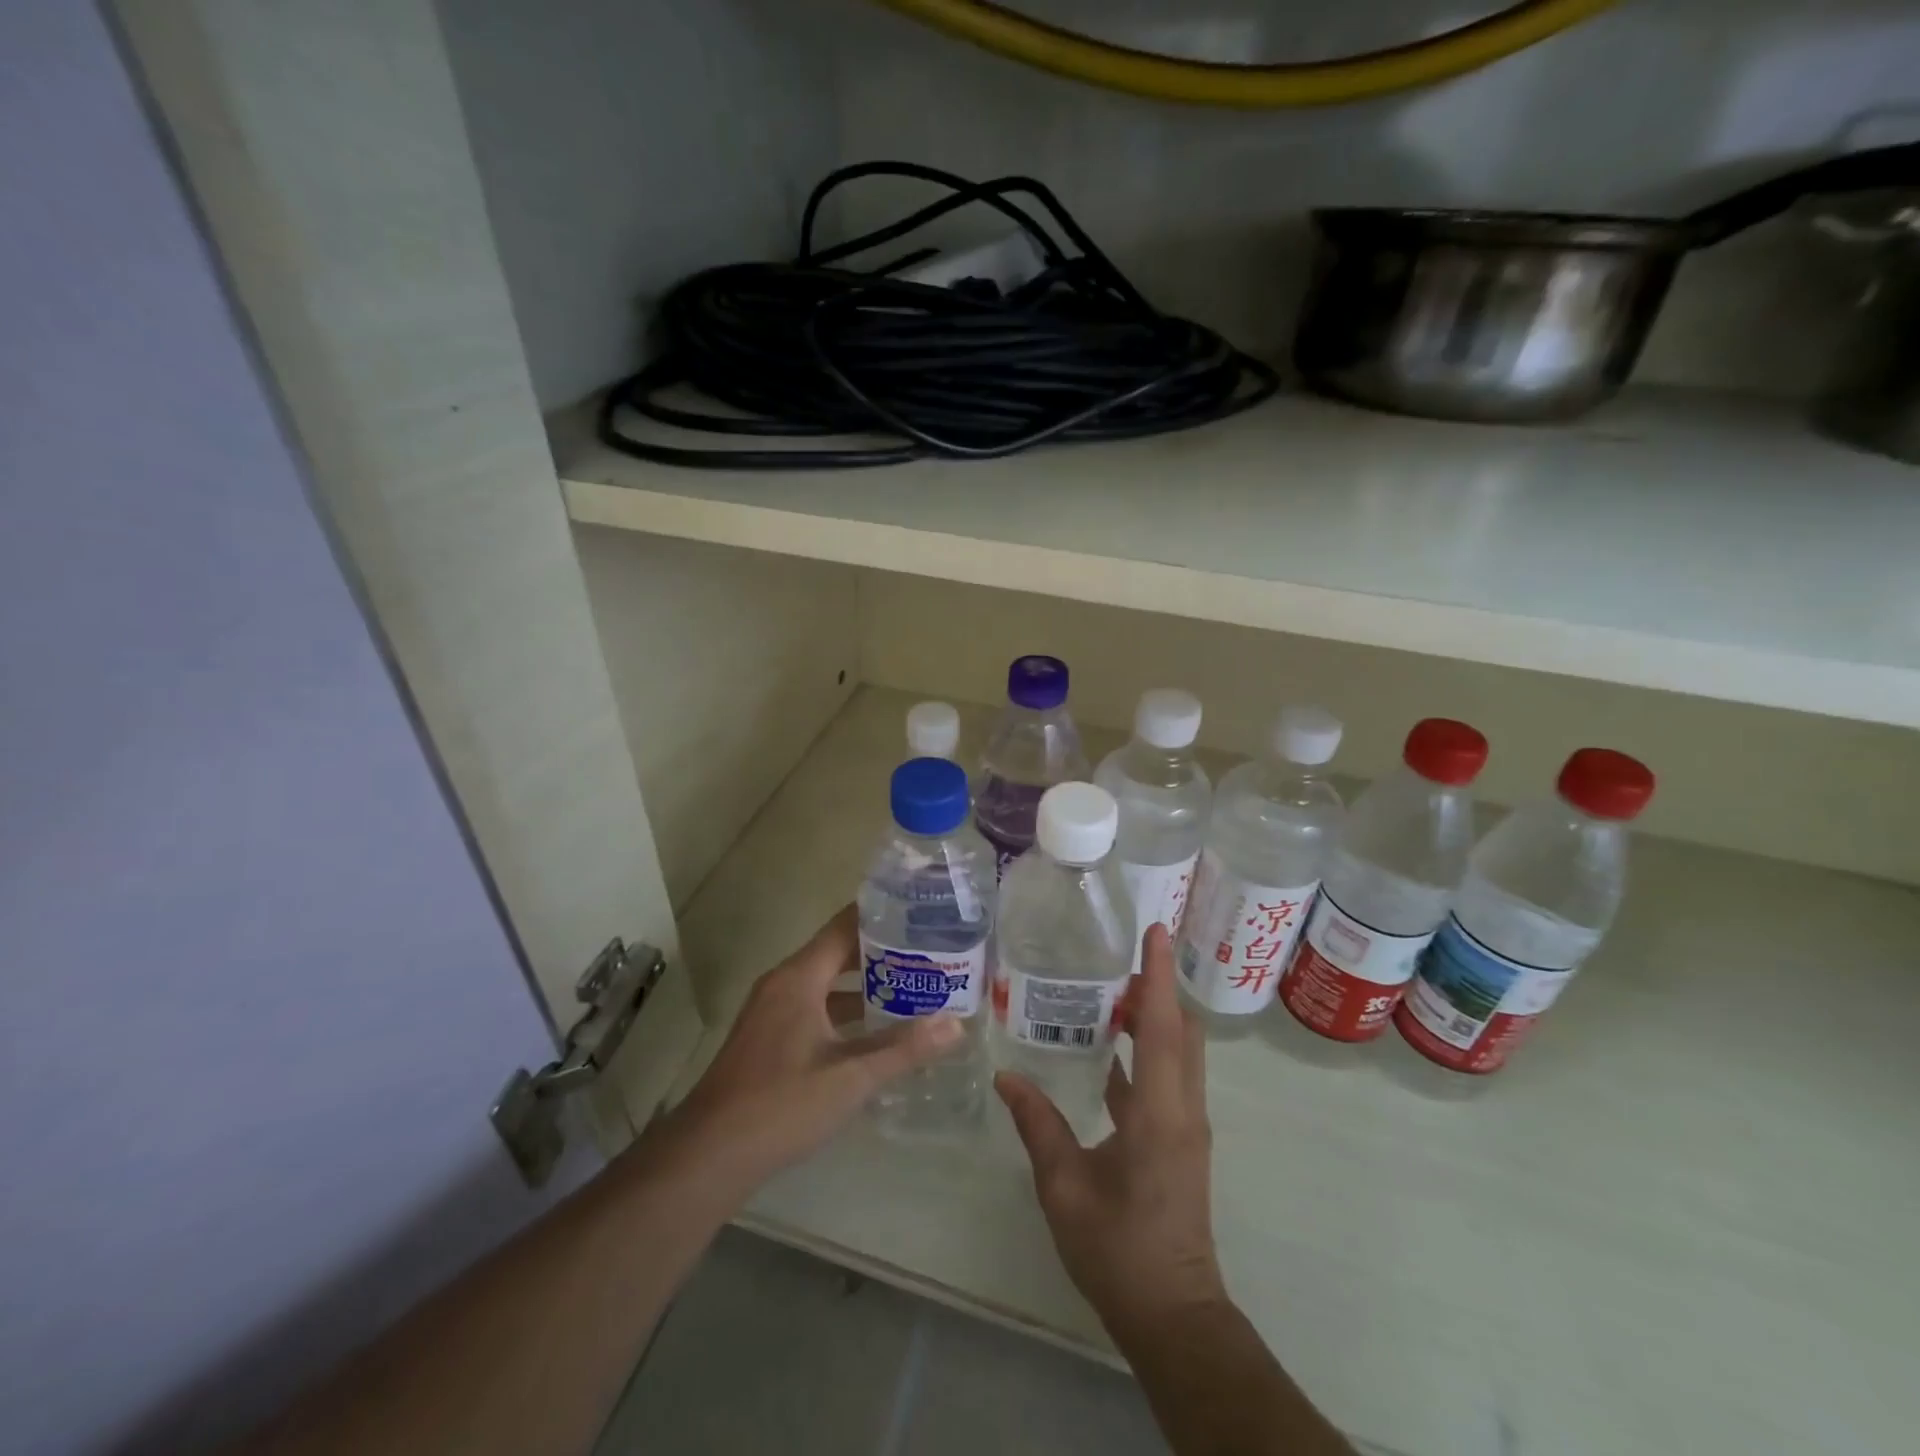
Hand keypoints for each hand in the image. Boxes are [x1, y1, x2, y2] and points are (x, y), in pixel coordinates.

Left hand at [658, 905, 960, 1202]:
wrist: (708, 1156)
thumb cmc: (781, 1105)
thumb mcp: (850, 1077)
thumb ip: (903, 1048)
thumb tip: (956, 1025)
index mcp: (798, 978)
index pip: (844, 927)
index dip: (880, 914)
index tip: (919, 909)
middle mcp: (783, 984)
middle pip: (836, 952)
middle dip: (881, 950)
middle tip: (928, 950)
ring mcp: (772, 1013)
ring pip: (825, 984)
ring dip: (864, 984)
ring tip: (912, 985)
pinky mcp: (769, 1039)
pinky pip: (814, 1008)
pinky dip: (845, 1011)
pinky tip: (875, 1031)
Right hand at [995, 924, 1225, 1338]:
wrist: (1173, 1315)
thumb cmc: (1119, 1249)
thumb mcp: (1063, 1186)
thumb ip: (1037, 1124)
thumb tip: (1006, 1075)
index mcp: (1159, 1113)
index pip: (1163, 1026)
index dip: (1158, 975)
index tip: (1156, 930)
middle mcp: (1183, 1108)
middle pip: (1183, 1029)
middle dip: (1157, 988)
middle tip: (1115, 962)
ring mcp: (1187, 1124)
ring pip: (1181, 1051)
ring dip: (1154, 1017)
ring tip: (1108, 993)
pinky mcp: (1181, 1139)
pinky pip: (1169, 1076)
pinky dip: (1147, 1050)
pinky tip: (1108, 1050)